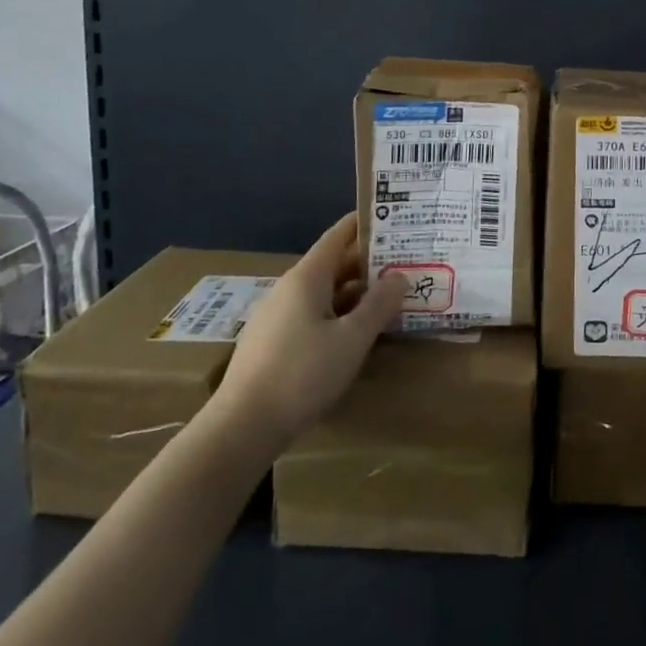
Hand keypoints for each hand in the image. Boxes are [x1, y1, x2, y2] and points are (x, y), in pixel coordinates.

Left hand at [203, 213, 405, 454]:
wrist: (241, 427)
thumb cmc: (302, 374)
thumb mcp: (352, 339)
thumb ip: (378, 305)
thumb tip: (399, 276)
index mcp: (307, 277)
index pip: (338, 236)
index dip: (364, 224)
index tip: (391, 217)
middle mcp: (289, 289)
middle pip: (332, 264)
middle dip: (367, 263)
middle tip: (403, 261)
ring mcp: (276, 316)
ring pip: (323, 293)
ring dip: (355, 292)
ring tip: (388, 296)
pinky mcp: (272, 343)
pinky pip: (312, 315)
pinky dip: (338, 314)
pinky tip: (355, 332)